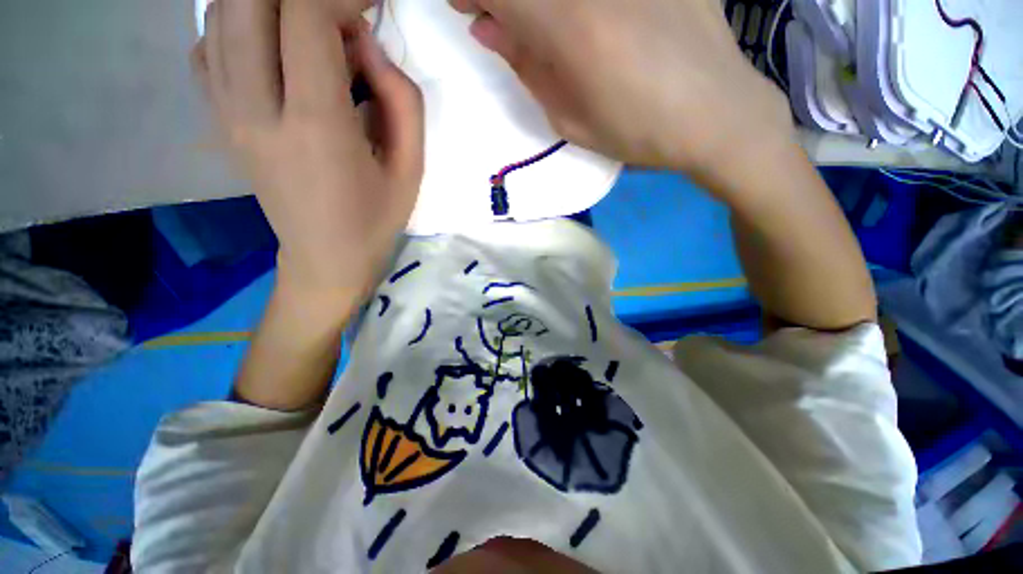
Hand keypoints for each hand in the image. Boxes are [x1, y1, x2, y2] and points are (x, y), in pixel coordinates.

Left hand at [195, 0, 423, 297]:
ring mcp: (226, 113)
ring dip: (267, 3)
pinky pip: (206, 47)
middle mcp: (256, 109)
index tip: (369, 6)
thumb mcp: (412, 168)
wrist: (327, 256)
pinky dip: (236, 26)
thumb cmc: (377, 218)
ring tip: (311, 29)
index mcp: (317, 125)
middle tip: (339, 16)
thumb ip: (402, 100)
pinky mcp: (218, 121)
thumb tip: (367, 45)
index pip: (305, 16)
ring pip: (220, 15)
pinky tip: (271, 47)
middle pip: (248, 0)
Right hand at [450, 0, 792, 184]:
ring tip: (547, 28)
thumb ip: (526, 66)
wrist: (717, 113)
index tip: (467, 8)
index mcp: (568, 27)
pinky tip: (580, 17)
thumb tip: (486, 27)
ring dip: (539, 2)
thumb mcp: (569, 119)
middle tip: (499, 15)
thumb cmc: (637, 131)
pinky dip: (571, 4)